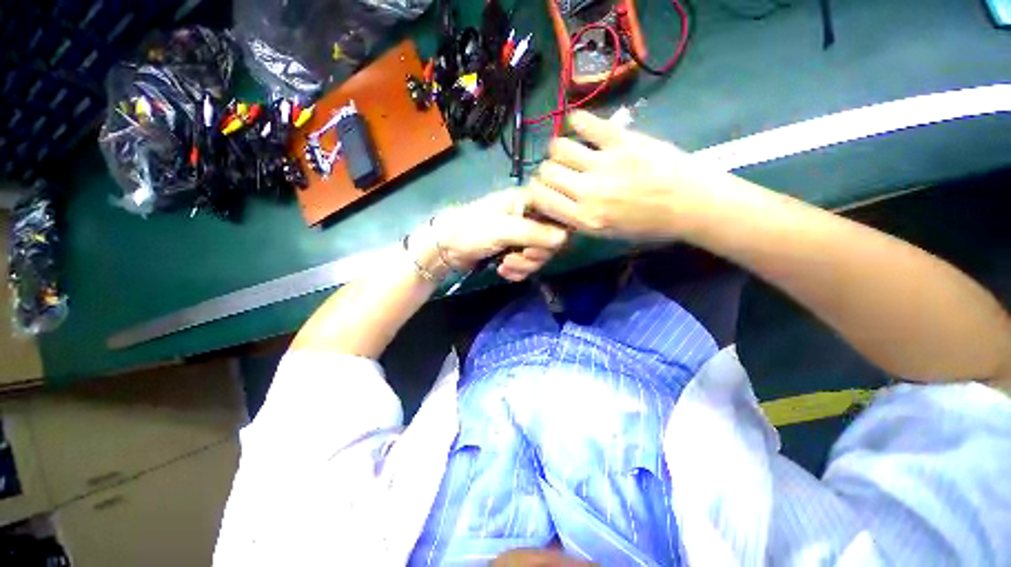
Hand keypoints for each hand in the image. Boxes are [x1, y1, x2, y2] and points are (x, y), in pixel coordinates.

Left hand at [425, 190, 568, 281]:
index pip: (558, 218)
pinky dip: (517, 271)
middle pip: (551, 242)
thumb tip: (564, 239)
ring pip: (539, 256)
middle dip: (534, 255)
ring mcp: (522, 236)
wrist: (446, 248)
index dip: (554, 237)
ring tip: (504, 265)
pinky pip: (528, 265)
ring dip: (523, 266)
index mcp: (529, 202)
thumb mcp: (503, 230)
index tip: (537, 247)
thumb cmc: (472, 230)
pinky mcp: (515, 251)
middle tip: (517, 256)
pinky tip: (503, 271)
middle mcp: (529, 217)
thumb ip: (535, 233)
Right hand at [529, 110, 738, 240]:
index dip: (537, 191)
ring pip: (559, 147)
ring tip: (572, 151)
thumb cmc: (649, 225)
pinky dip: (579, 120)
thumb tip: (555, 199)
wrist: (691, 205)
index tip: (544, 189)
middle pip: (546, 171)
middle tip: (560, 171)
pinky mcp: (622, 141)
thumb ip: (578, 218)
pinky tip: (581, 124)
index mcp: (585, 219)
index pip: (540, 197)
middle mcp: (588, 193)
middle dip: (548, 172)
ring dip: (560, 149)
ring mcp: (605, 164)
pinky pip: (587, 123)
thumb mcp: (607, 233)